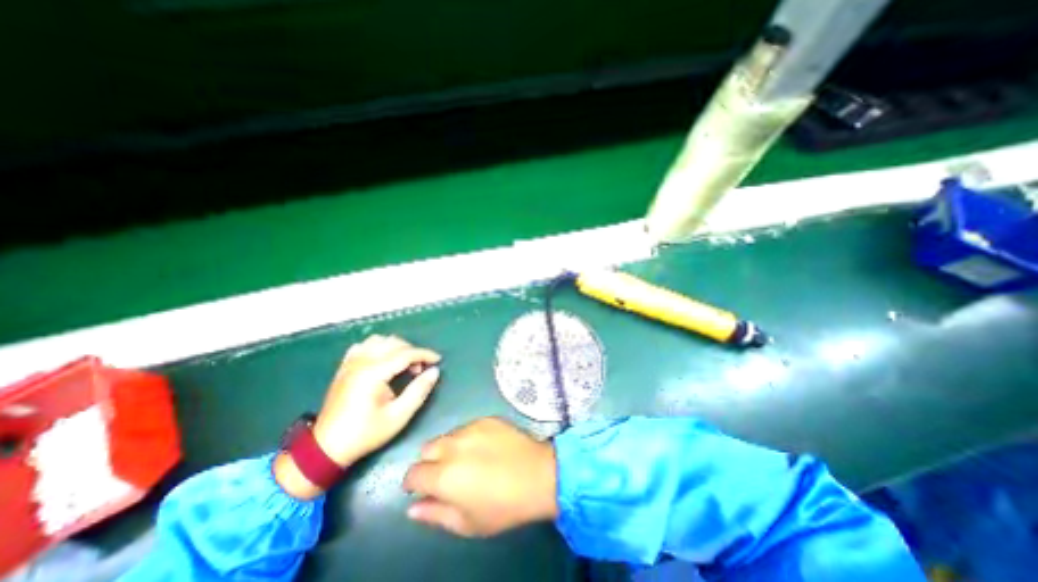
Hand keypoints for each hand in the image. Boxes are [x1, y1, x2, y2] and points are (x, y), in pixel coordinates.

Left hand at [306, 335, 436, 465]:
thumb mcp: (399, 416)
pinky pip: (364, 345)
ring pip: (379, 340)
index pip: (405, 354)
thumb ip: (419, 391)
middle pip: (394, 343)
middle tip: (420, 369)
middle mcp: (361, 362)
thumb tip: (434, 371)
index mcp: (373, 373)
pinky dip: (378, 347)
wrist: (327, 448)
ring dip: (396, 347)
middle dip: (412, 352)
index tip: (438, 360)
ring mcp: (350, 363)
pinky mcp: (344, 367)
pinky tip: (383, 359)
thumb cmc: (366, 433)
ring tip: (403, 363)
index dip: (425, 354)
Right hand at [403, 419, 559, 537]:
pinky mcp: (486, 418)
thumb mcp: (466, 523)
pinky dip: (468, 437)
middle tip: (446, 474)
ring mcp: (470, 428)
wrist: (537, 474)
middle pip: (427, 449)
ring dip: (449, 448)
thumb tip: (413, 507)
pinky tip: (484, 448)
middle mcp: (452, 446)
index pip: (413, 473)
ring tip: (468, 460)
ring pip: (447, 436)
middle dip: (430, 462)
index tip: (421, 489)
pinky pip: (467, 427)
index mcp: (443, 475)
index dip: (413, 483)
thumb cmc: (502, 506)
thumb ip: (435, 514)